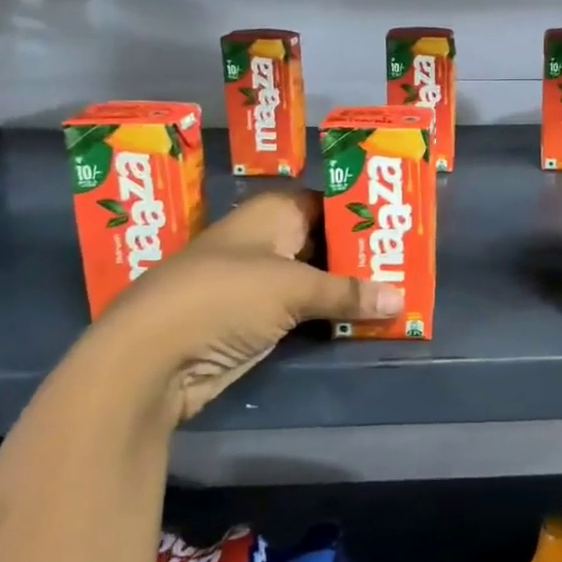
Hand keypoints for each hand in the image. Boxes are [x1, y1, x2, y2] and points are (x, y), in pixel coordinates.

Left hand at [79, 189, 400, 424]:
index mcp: (273, 213)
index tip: (401, 225)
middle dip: (363, 255)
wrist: (152, 358)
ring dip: (349, 289)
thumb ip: (348, 292)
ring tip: (400, 291)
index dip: (362, 213)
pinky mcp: (257, 320)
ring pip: (317, 278)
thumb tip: (402, 299)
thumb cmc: (224, 297)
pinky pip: (305, 310)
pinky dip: (331, 315)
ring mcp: (260, 282)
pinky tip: (366, 320)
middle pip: (326, 241)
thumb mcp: (292, 288)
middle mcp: (268, 241)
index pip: (329, 202)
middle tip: (409, 263)